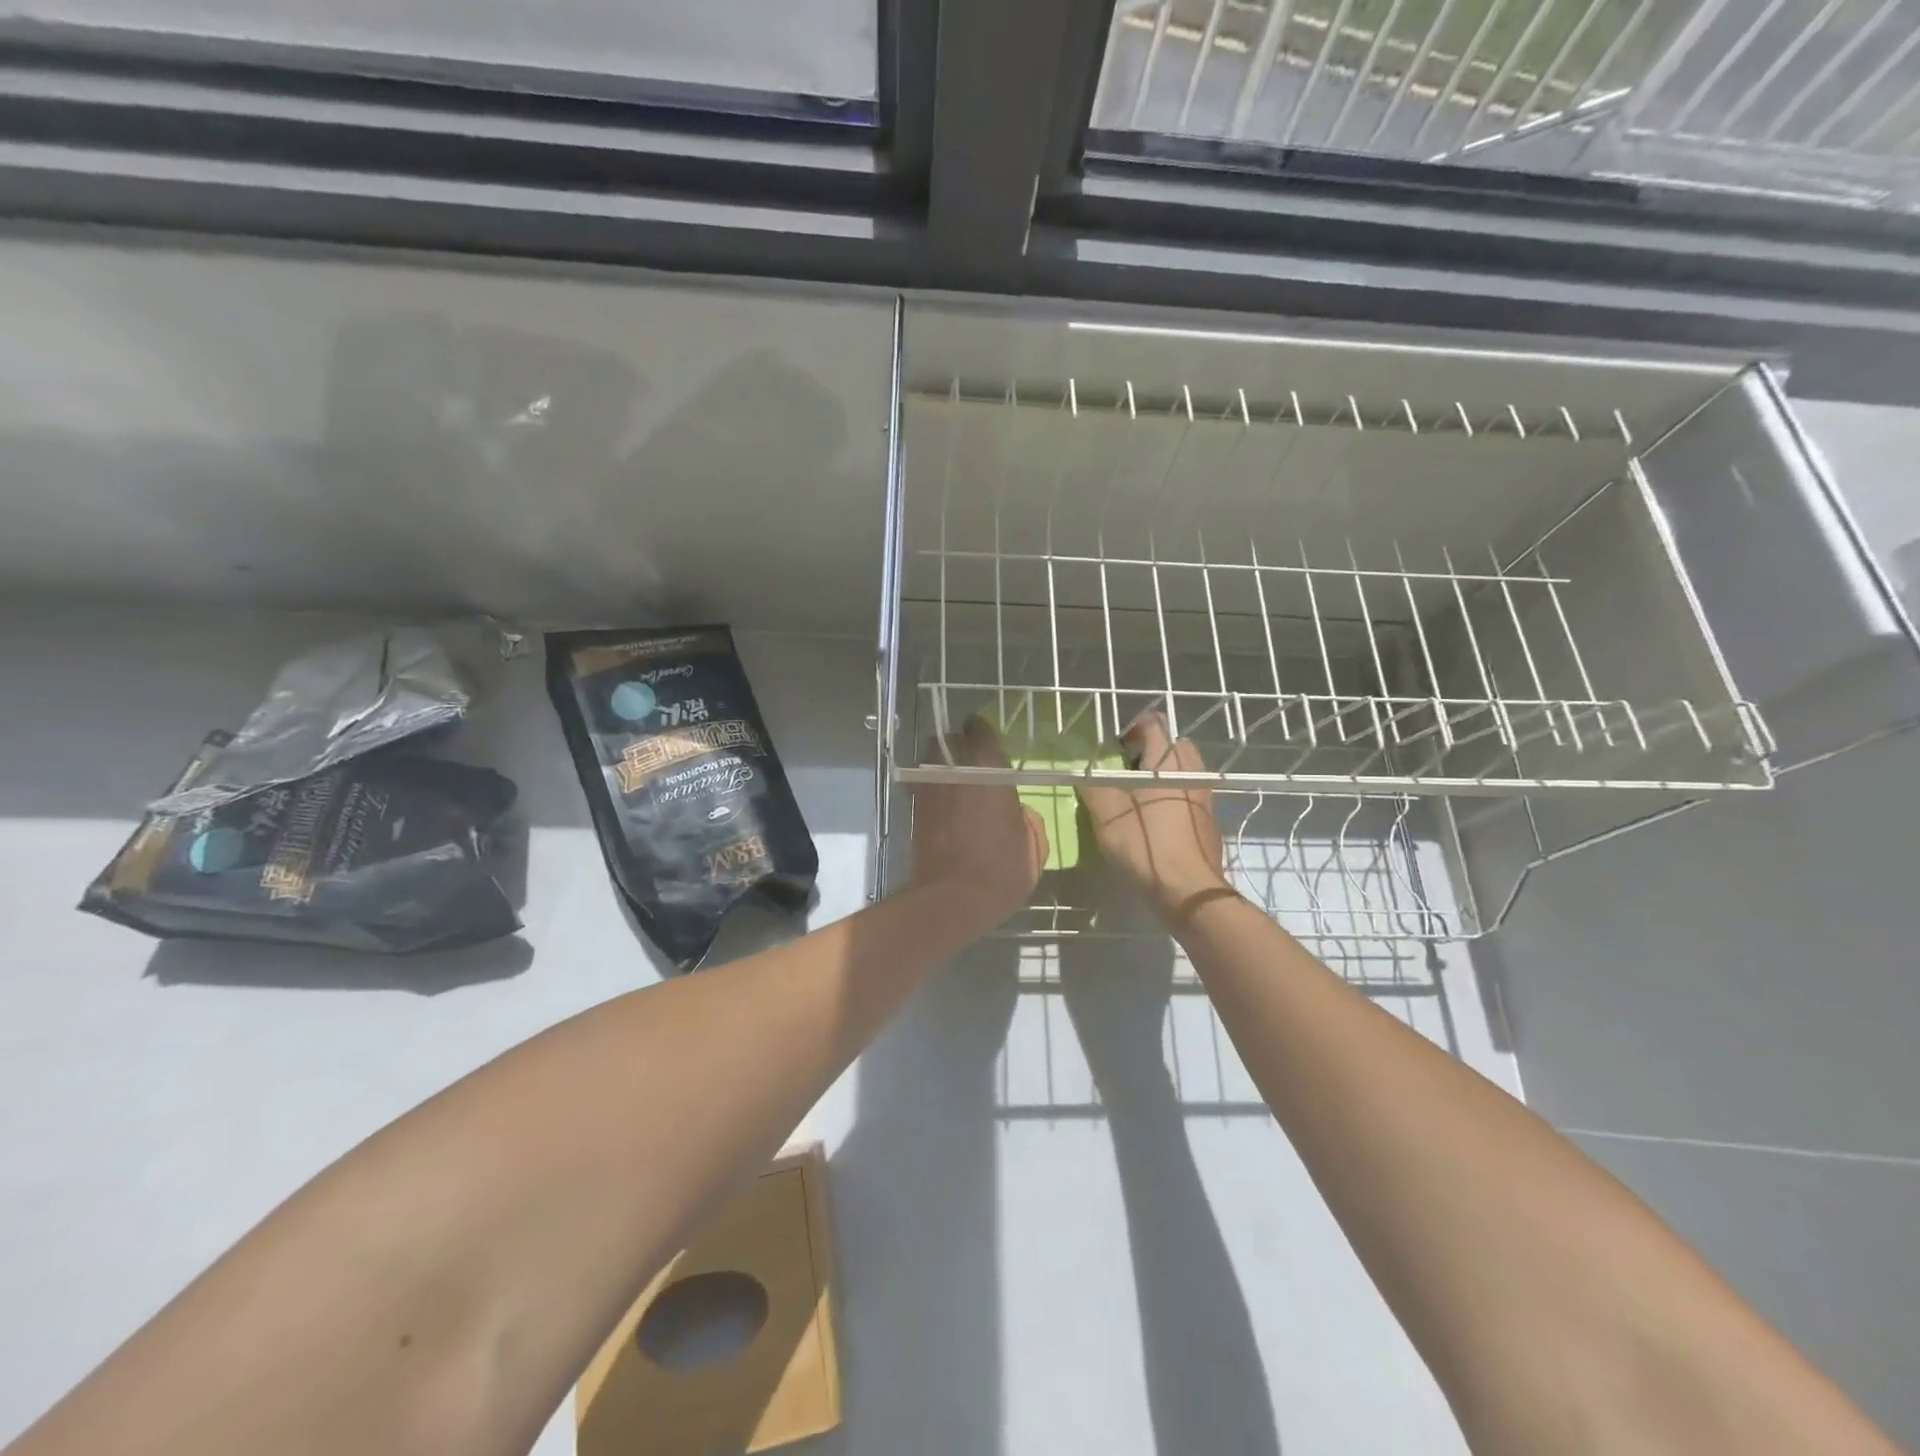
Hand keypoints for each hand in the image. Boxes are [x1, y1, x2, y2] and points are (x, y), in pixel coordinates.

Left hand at [909, 717, 1047, 931]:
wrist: (950, 901)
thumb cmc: (1000, 871)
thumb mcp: (1033, 847)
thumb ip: (1028, 819)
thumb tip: (1018, 811)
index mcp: (987, 771)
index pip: (979, 731)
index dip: (982, 730)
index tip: (986, 736)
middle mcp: (953, 772)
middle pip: (948, 742)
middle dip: (957, 746)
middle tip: (971, 762)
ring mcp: (928, 790)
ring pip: (930, 762)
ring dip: (940, 766)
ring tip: (953, 782)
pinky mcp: (914, 811)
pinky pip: (921, 787)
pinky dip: (930, 789)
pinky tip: (941, 805)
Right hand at [1078, 714, 1233, 925]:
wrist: (1189, 891)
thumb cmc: (1146, 845)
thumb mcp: (1106, 814)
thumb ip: (1092, 784)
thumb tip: (1082, 769)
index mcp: (1167, 761)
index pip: (1154, 724)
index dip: (1131, 729)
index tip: (1113, 749)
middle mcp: (1192, 771)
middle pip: (1173, 744)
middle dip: (1150, 751)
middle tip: (1125, 771)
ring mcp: (1205, 797)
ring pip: (1183, 771)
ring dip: (1162, 775)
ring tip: (1137, 798)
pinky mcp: (1209, 821)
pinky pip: (1189, 794)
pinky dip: (1173, 796)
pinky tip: (1155, 821)